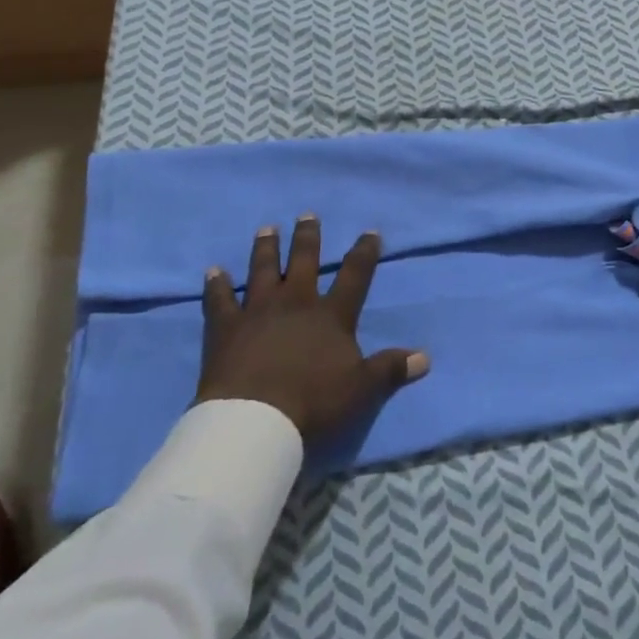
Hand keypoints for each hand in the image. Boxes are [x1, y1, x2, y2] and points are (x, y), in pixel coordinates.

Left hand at [194, 215, 428, 441]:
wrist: (255, 422)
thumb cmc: (313, 402)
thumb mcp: (362, 389)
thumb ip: (391, 369)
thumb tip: (425, 357)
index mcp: (331, 315)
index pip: (355, 275)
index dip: (364, 252)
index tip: (370, 232)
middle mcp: (296, 302)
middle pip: (304, 261)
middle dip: (308, 237)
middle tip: (307, 215)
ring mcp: (258, 311)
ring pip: (263, 270)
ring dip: (265, 249)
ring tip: (266, 229)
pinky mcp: (225, 328)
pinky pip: (219, 300)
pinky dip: (216, 285)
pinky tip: (213, 271)